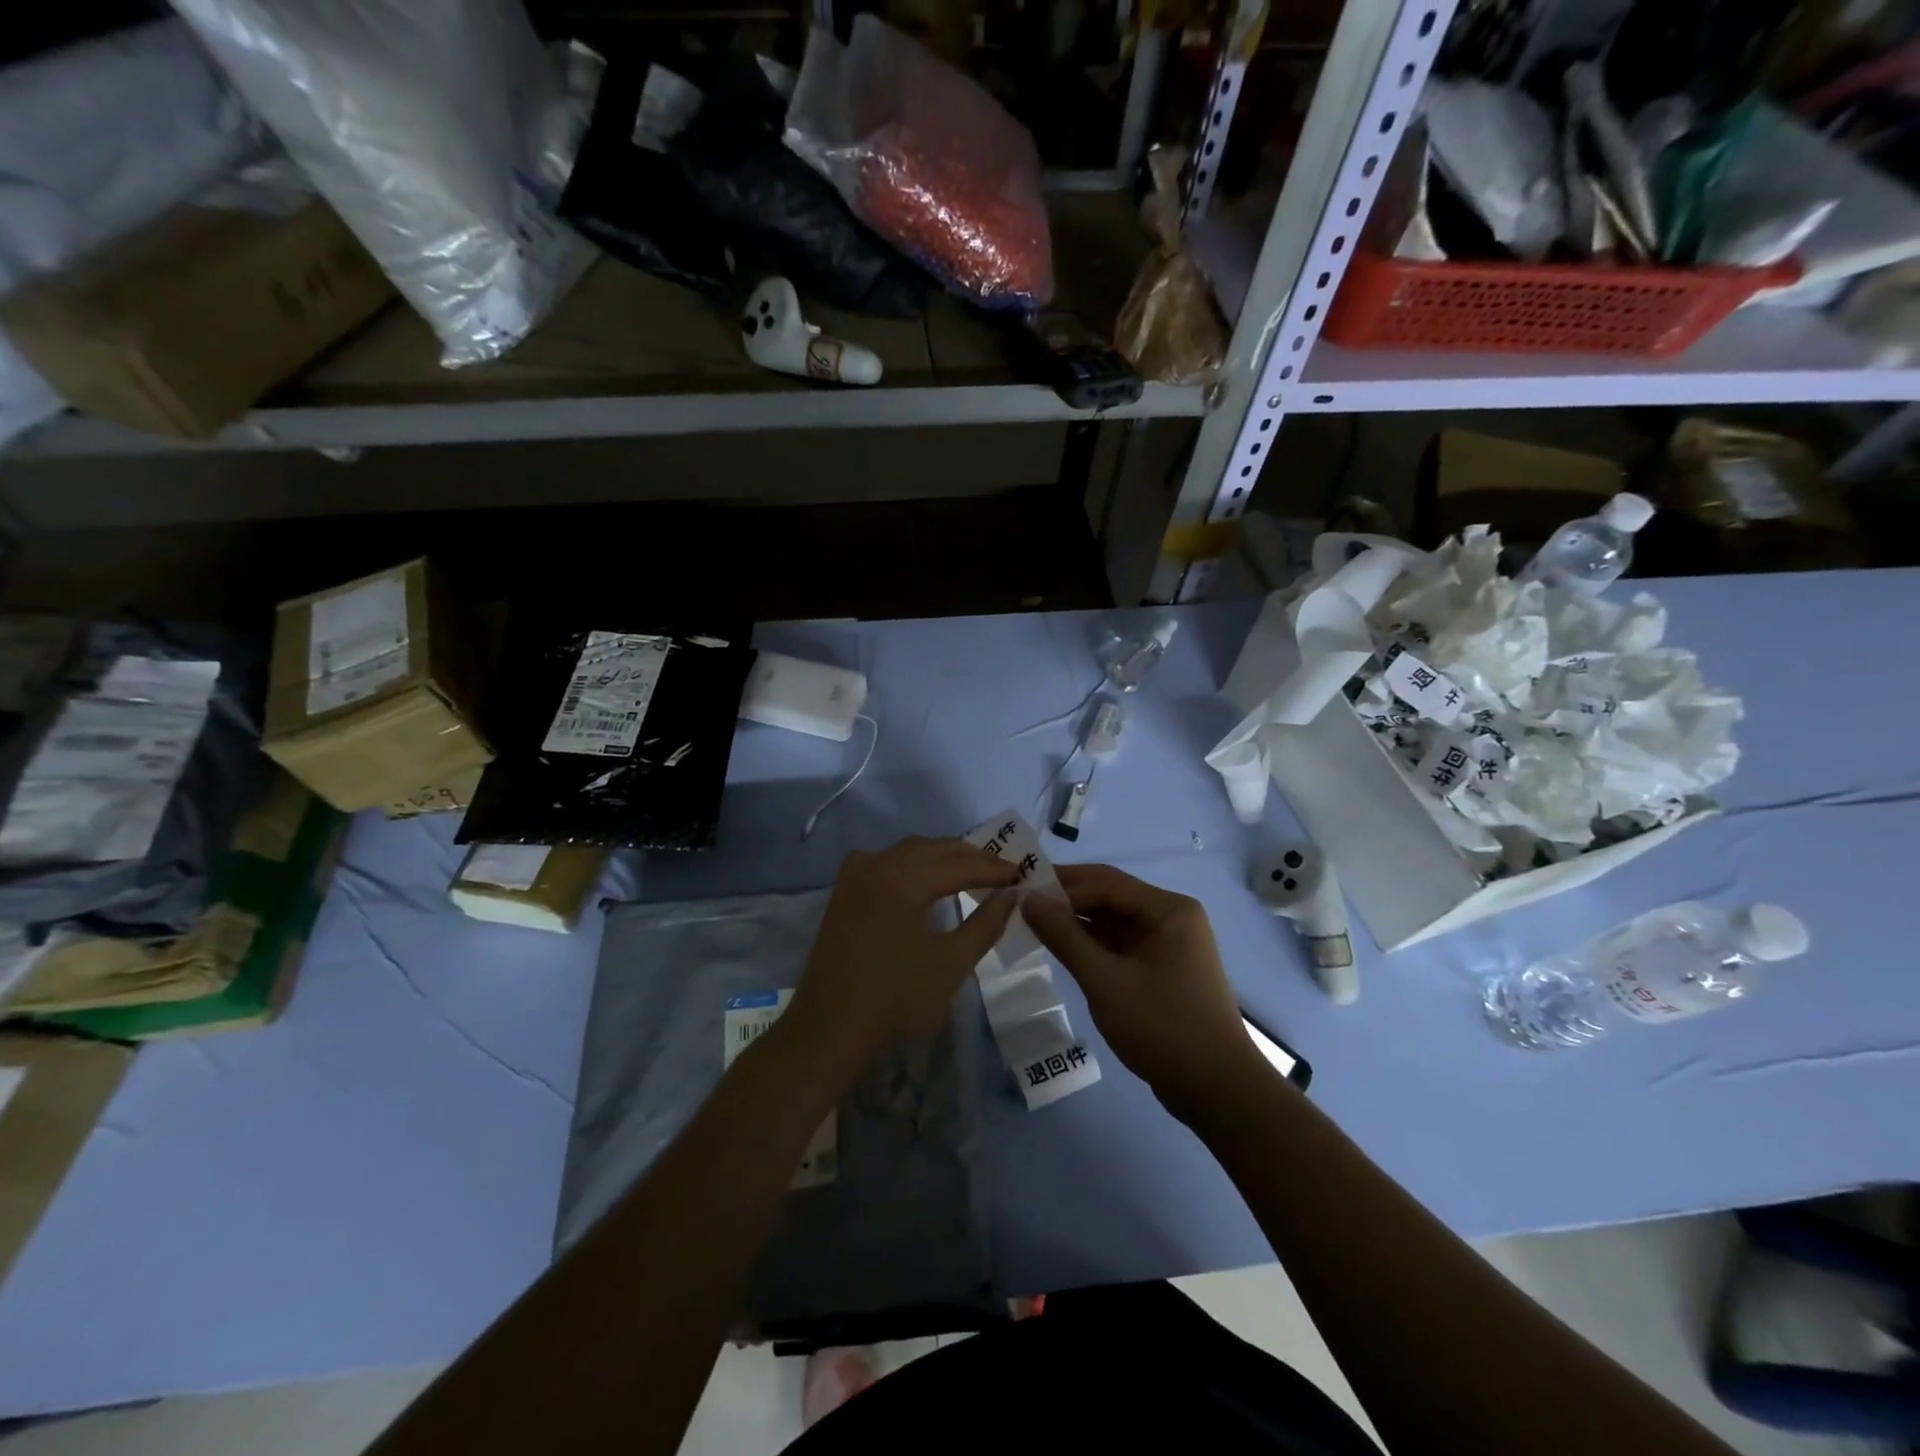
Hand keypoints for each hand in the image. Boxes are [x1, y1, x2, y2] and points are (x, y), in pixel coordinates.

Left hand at [780, 836, 1018, 1080]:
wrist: (829, 1028)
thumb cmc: (894, 999)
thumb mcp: (950, 964)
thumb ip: (985, 924)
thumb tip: (1012, 895)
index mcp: (901, 877)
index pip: (959, 864)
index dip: (994, 868)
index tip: (1023, 874)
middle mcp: (876, 863)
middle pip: (933, 849)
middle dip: (971, 857)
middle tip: (1004, 871)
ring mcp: (856, 874)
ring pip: (909, 851)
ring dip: (943, 857)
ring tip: (974, 872)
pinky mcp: (845, 890)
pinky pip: (888, 862)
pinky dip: (916, 864)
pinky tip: (928, 879)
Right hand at [1023, 864, 1275, 1124]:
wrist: (1218, 1091)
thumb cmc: (1162, 1027)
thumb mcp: (1105, 981)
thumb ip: (1064, 936)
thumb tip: (1026, 898)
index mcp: (1168, 909)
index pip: (1105, 882)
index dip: (1061, 884)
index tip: (1019, 890)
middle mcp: (1171, 917)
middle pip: (1110, 897)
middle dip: (1066, 900)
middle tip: (1020, 904)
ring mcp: (1167, 944)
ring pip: (1113, 922)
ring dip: (1076, 923)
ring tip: (1031, 924)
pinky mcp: (1161, 968)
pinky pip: (1120, 944)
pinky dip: (1091, 945)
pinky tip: (1060, 948)